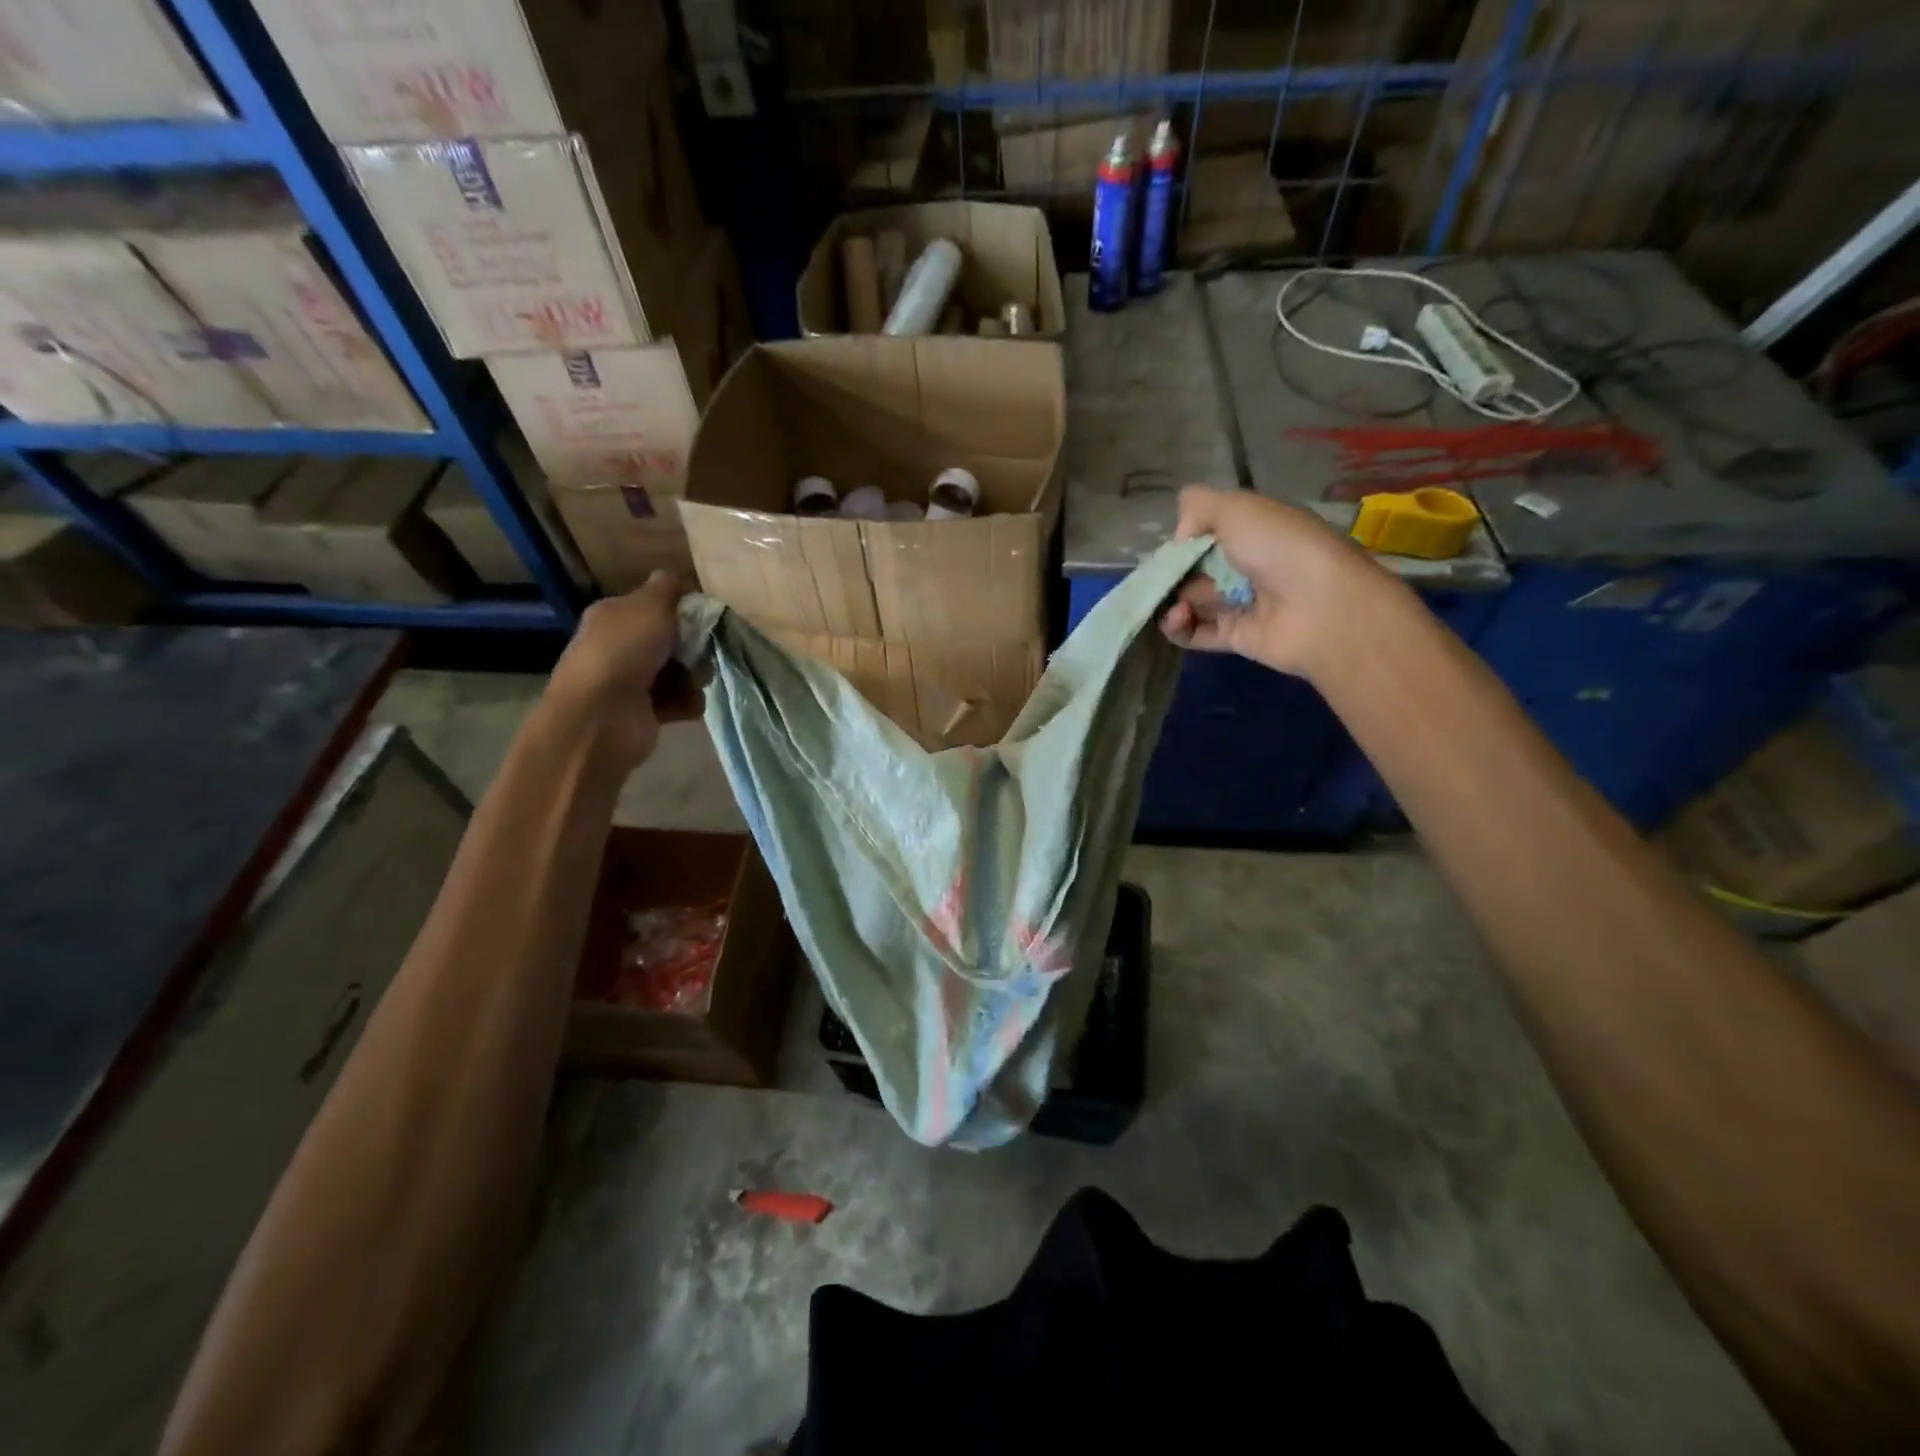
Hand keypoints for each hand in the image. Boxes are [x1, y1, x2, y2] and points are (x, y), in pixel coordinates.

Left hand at [545, 573, 703, 770]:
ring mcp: (631, 682)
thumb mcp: (650, 605)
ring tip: (695, 683)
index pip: (654, 606)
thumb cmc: (624, 651)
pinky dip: (687, 702)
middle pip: (672, 641)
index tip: (703, 618)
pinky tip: (686, 704)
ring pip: (679, 672)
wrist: (602, 716)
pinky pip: (679, 701)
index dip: (682, 611)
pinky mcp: (645, 713)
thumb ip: (667, 588)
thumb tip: (674, 578)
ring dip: (694, 677)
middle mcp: (620, 646)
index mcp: (614, 616)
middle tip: (703, 653)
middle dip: (694, 648)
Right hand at [1159, 486, 1389, 676]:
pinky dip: (1178, 627)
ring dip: (1171, 600)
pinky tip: (1177, 617)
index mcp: (1253, 530)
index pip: (1207, 533)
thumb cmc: (1279, 548)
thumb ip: (1198, 506)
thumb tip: (1179, 538)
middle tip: (1161, 578)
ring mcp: (1241, 603)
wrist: (1321, 608)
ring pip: (1190, 601)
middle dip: (1172, 572)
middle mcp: (1247, 565)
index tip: (1174, 546)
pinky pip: (1195, 633)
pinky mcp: (1234, 637)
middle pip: (1194, 568)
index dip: (1184, 539)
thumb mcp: (1237, 508)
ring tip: (1175, 603)